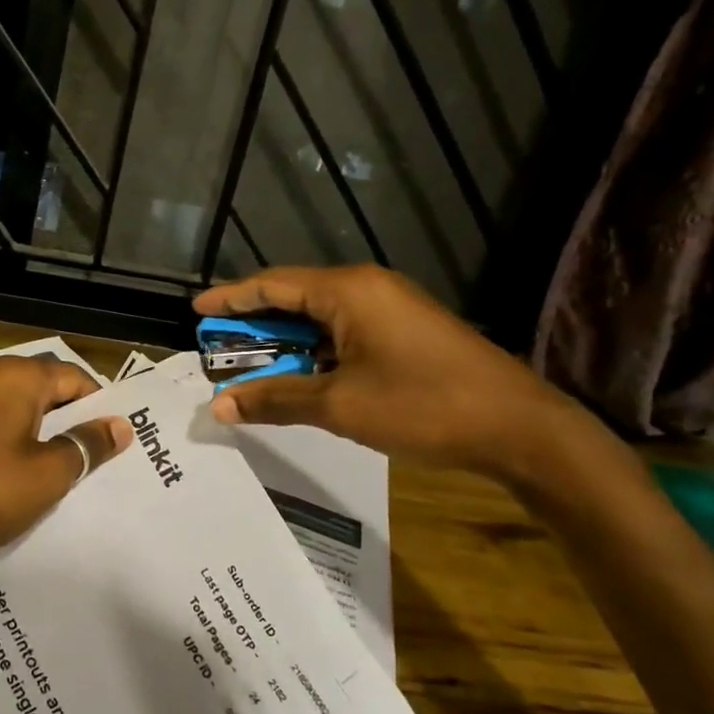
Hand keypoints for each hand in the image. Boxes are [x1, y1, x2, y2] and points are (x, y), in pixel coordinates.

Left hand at [0, 356, 132, 574]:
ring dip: (26, 432)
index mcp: (14, 378)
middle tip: (81, 457)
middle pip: (37, 389)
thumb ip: (86, 445)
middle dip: (62, 420)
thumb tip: (119, 425)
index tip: (109, 438)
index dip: (97, 406)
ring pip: (3, 408)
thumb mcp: (48, 475)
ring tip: (40, 470)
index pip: (73, 377)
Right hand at [195, 265, 584, 479]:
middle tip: (217, 349)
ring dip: (285, 342)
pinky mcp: (406, 331)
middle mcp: (367, 288)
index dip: (231, 298)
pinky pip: (345, 332)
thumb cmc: (422, 406)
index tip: (196, 311)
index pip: (273, 285)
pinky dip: (315, 351)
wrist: (517, 427)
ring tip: (251, 367)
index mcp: (348, 291)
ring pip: (320, 318)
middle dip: (254, 325)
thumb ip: (276, 399)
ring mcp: (391, 308)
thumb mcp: (339, 406)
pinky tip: (301, 376)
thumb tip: (220, 406)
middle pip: (295, 298)